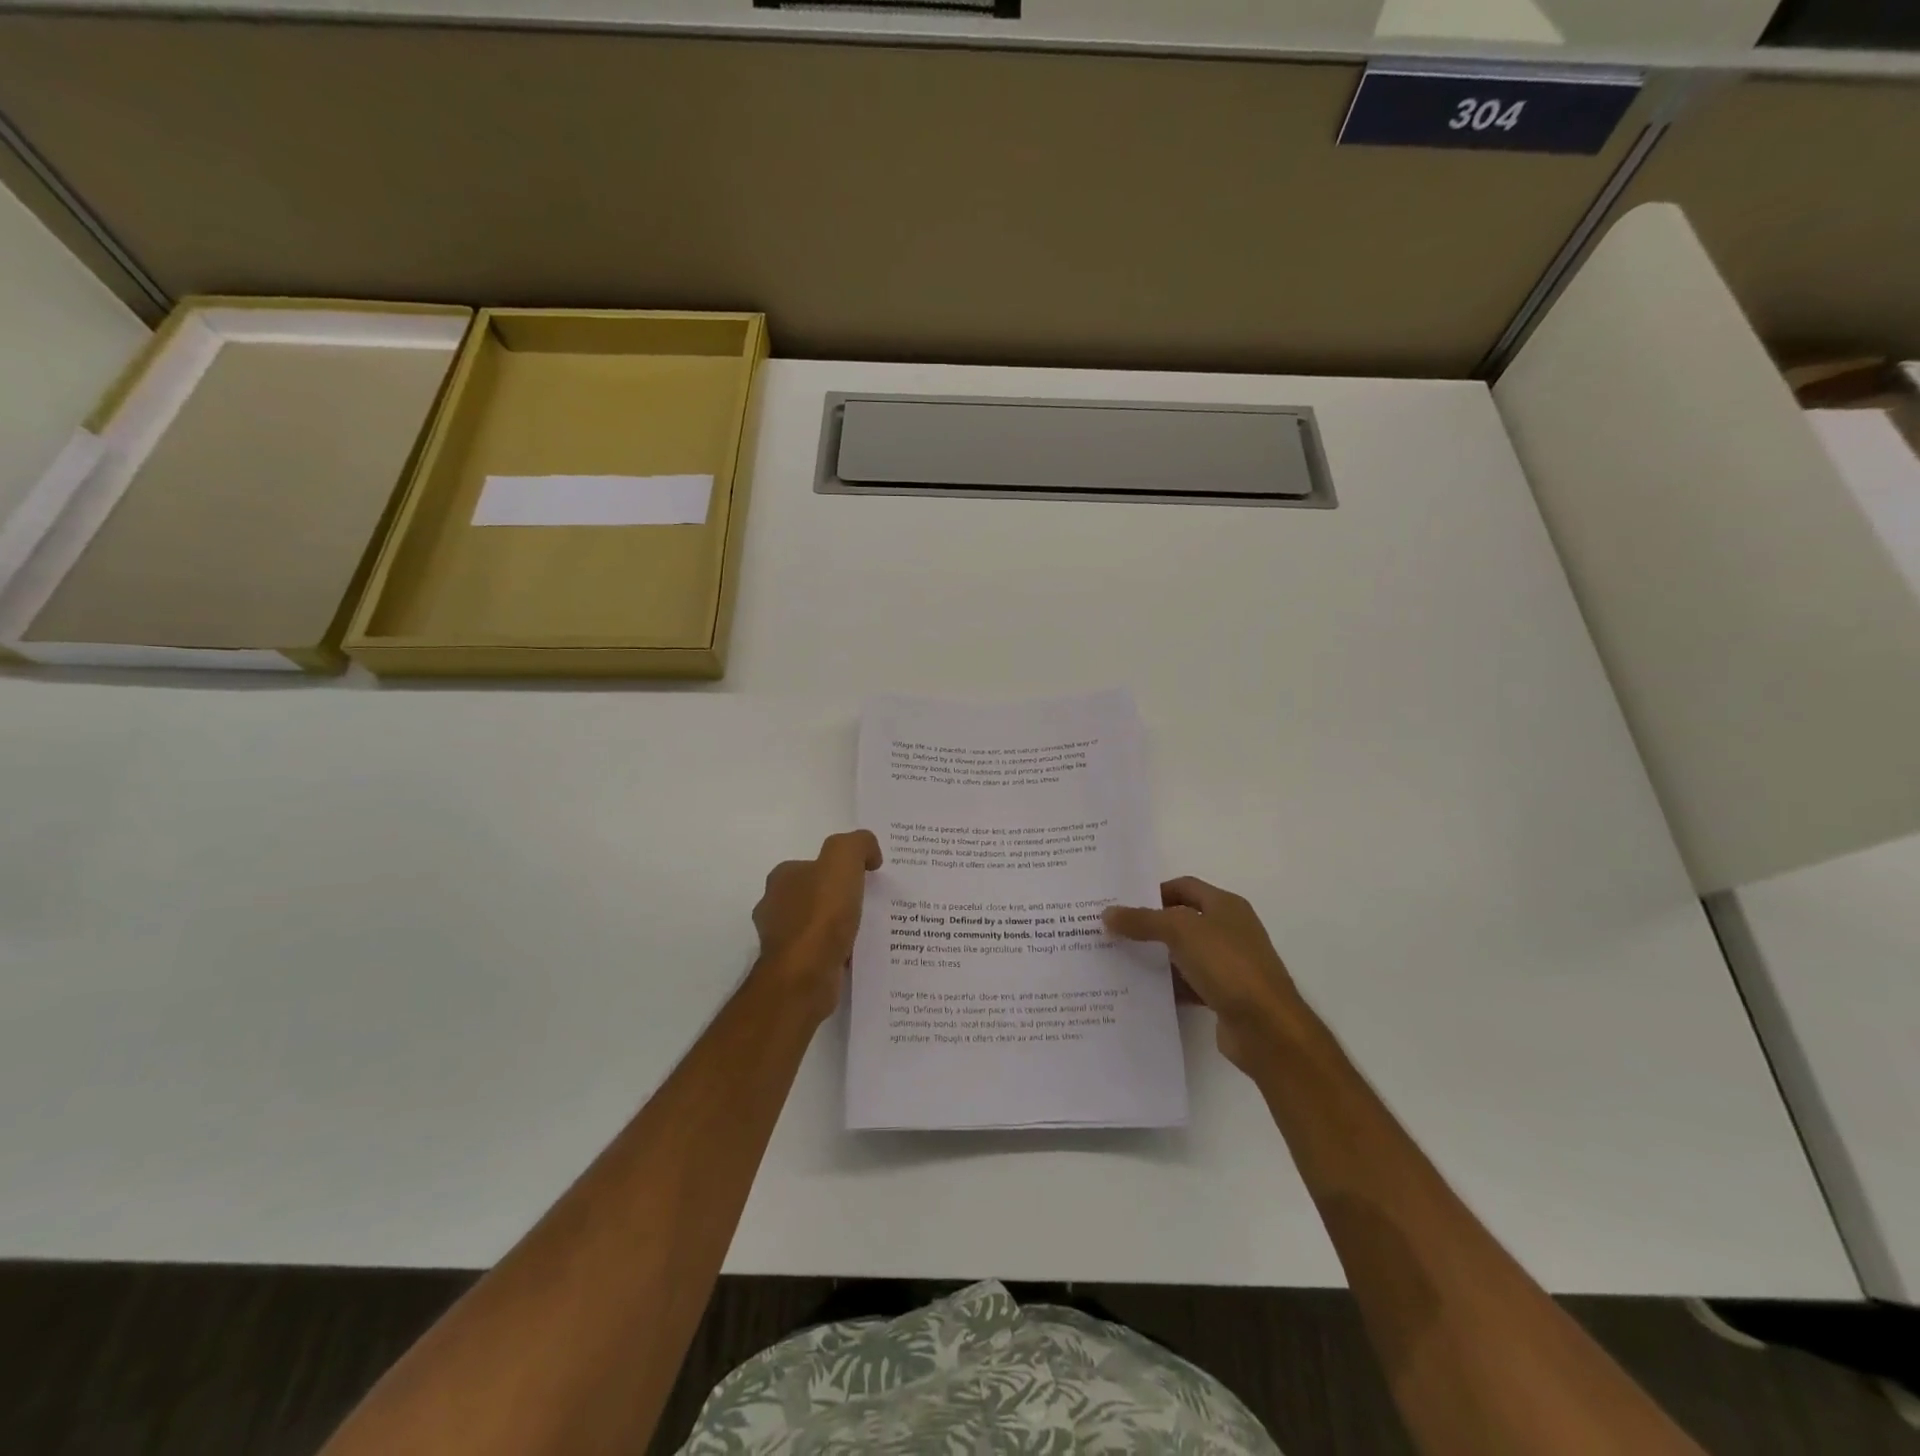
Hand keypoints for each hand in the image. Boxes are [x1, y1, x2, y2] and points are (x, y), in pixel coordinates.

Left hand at [751, 831, 883, 1023]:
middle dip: (838, 897)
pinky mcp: (793, 968)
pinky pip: (822, 951)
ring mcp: (781, 940)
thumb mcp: (843, 860)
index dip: (839, 868)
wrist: (805, 977)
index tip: (866, 877)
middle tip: (871, 901)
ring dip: (839, 926)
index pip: (812, 865)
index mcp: (782, 878)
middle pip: (813, 895)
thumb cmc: (821, 915)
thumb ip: (858, 844)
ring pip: (817, 925)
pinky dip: (838, 950)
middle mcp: (774, 906)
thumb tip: (870, 854)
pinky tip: (859, 953)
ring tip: (870, 928)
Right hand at [1105, 878, 1303, 1074]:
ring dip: (1156, 957)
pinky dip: (1168, 986)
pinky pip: (1189, 984)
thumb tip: (1108, 913)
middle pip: (1182, 920)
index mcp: (1225, 906)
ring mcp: (1228, 965)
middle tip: (1113, 932)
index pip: (1184, 886)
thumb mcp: (1180, 931)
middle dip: (1149, 925)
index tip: (1122, 904)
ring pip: (1183, 954)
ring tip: (1119, 961)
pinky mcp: (1224, 996)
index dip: (1153, 892)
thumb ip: (1143, 920)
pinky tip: (1143, 991)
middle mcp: (1229, 930)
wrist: (1266, 1027)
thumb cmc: (1227, 965)